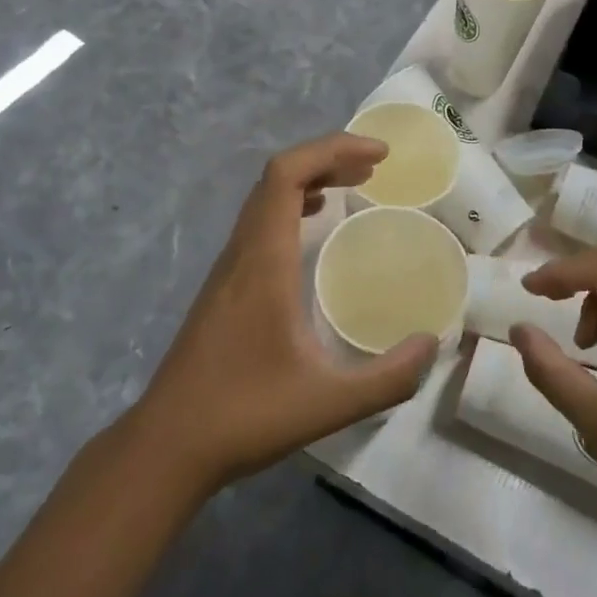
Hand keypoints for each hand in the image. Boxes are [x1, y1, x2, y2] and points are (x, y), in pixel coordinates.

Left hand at [125, 133, 439, 499]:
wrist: (166, 447)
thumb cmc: (244, 416)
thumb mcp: (328, 404)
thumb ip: (387, 378)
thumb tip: (430, 344)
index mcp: (263, 260)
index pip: (287, 174)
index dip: (332, 149)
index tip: (378, 156)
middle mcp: (242, 251)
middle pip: (277, 176)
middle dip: (328, 158)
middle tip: (374, 167)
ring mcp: (227, 267)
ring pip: (265, 197)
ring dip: (309, 179)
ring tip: (352, 184)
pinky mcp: (223, 286)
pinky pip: (259, 221)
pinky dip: (292, 205)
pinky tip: (312, 227)